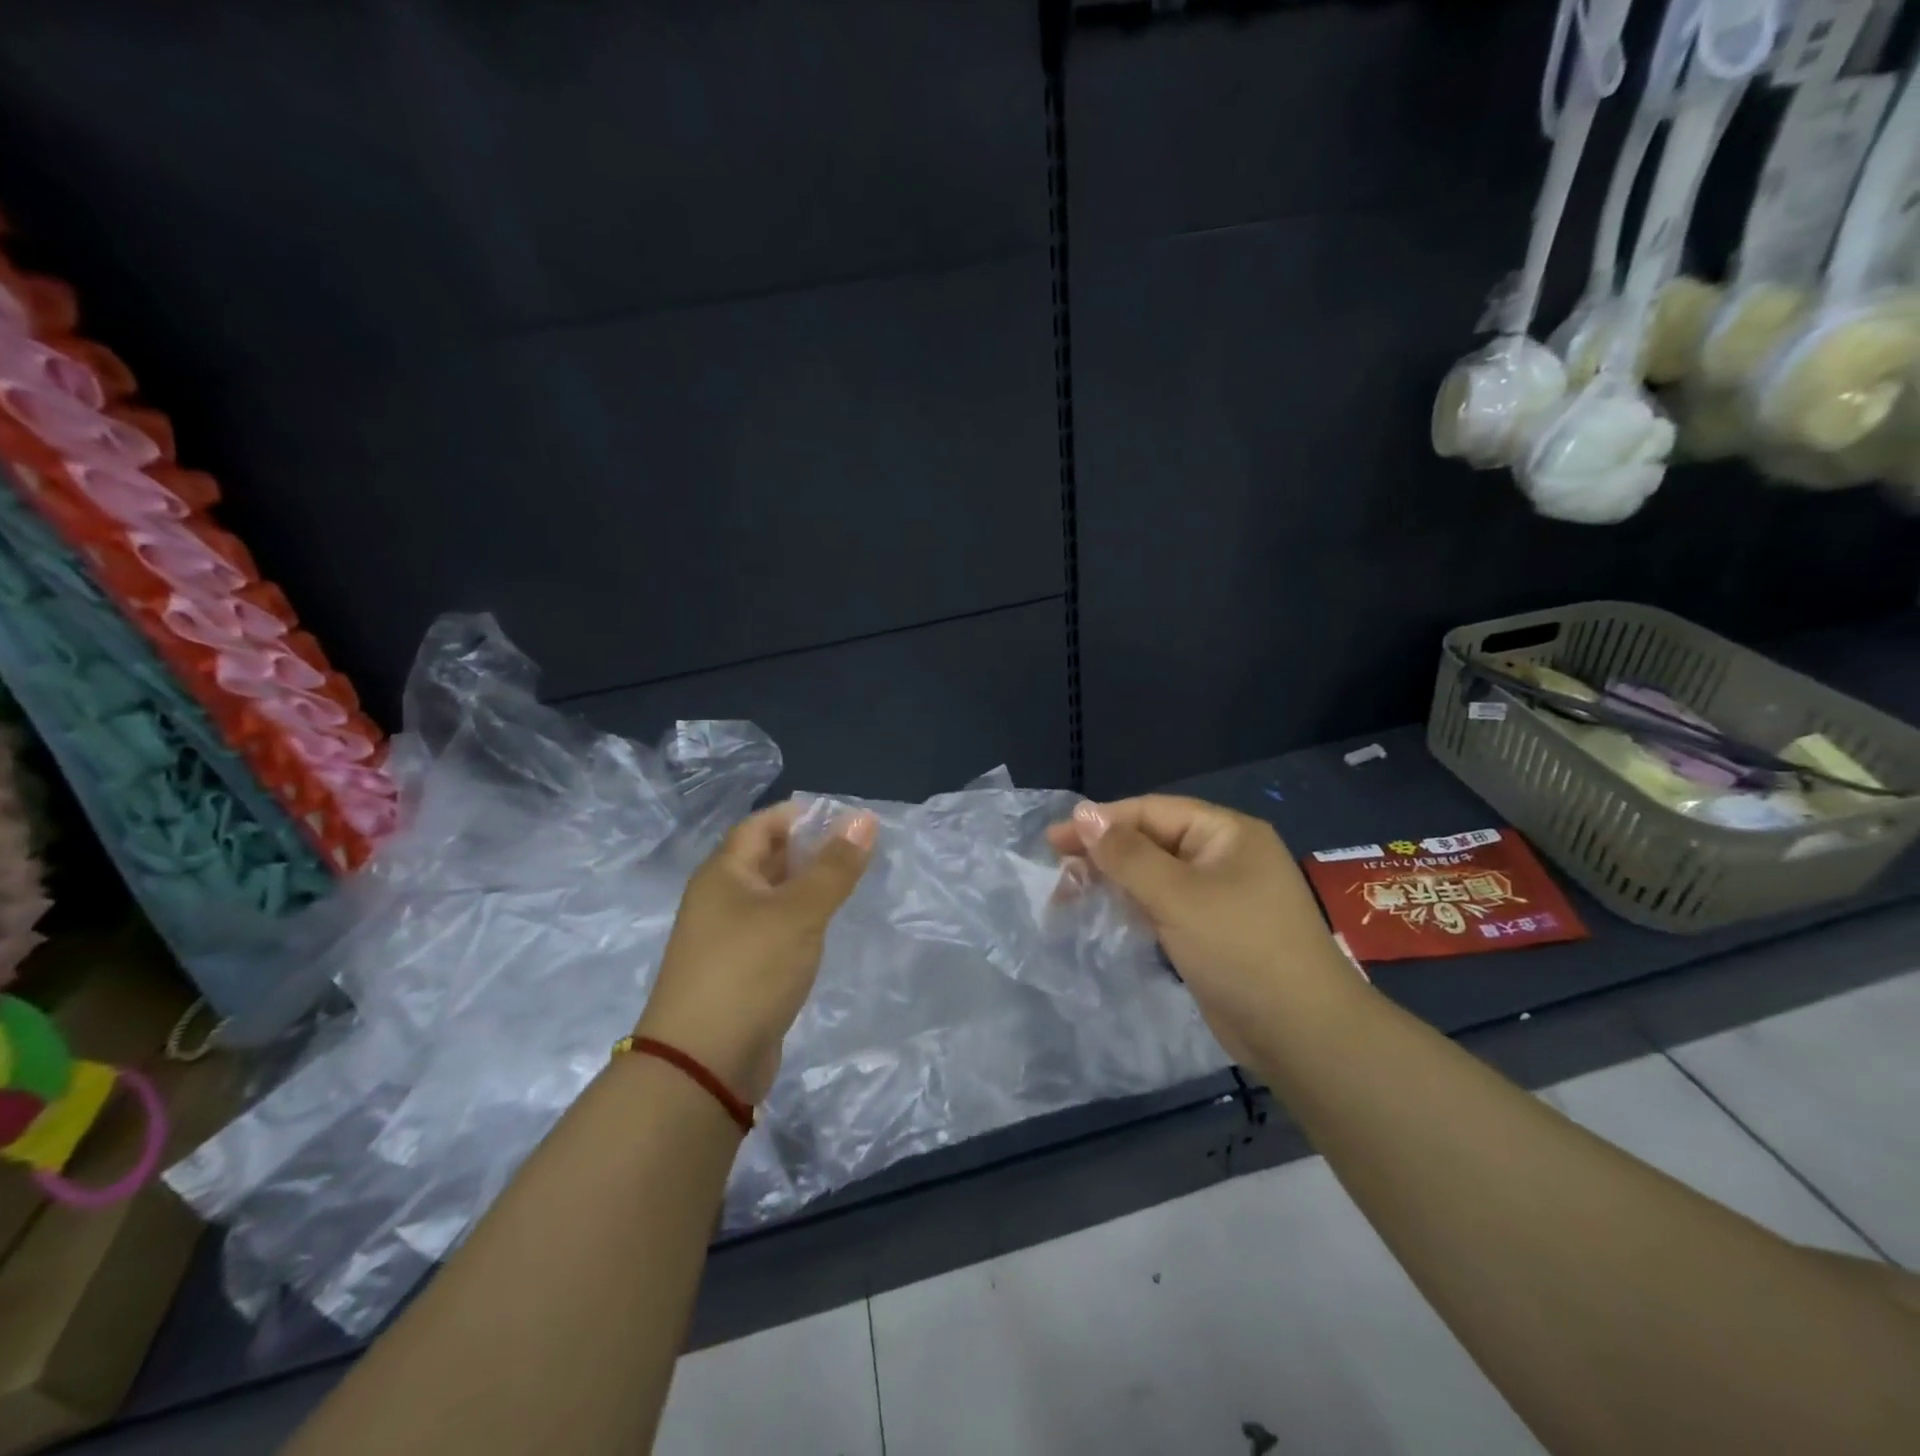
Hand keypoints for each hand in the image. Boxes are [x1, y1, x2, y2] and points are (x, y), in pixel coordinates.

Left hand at [636, 802, 876, 1104]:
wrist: (702, 1064)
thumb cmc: (749, 971)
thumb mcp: (799, 912)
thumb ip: (834, 867)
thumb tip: (864, 818)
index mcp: (723, 873)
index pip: (761, 825)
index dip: (799, 815)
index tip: (845, 817)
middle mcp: (719, 899)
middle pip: (765, 859)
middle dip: (808, 849)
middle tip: (857, 849)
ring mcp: (726, 938)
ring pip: (771, 897)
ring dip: (806, 886)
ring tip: (850, 882)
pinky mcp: (739, 972)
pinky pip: (773, 930)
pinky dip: (799, 921)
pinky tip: (825, 928)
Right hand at [1048, 795, 1360, 1064]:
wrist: (1301, 1034)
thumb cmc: (1240, 949)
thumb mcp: (1177, 896)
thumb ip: (1126, 854)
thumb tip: (1082, 813)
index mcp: (1226, 833)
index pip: (1152, 812)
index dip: (1101, 822)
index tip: (1053, 839)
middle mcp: (1224, 857)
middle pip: (1151, 841)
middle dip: (1104, 854)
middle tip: (1058, 873)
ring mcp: (1220, 896)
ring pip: (1154, 876)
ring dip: (1114, 882)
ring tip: (1069, 896)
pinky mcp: (1212, 931)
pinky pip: (1164, 906)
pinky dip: (1133, 908)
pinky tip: (1105, 916)